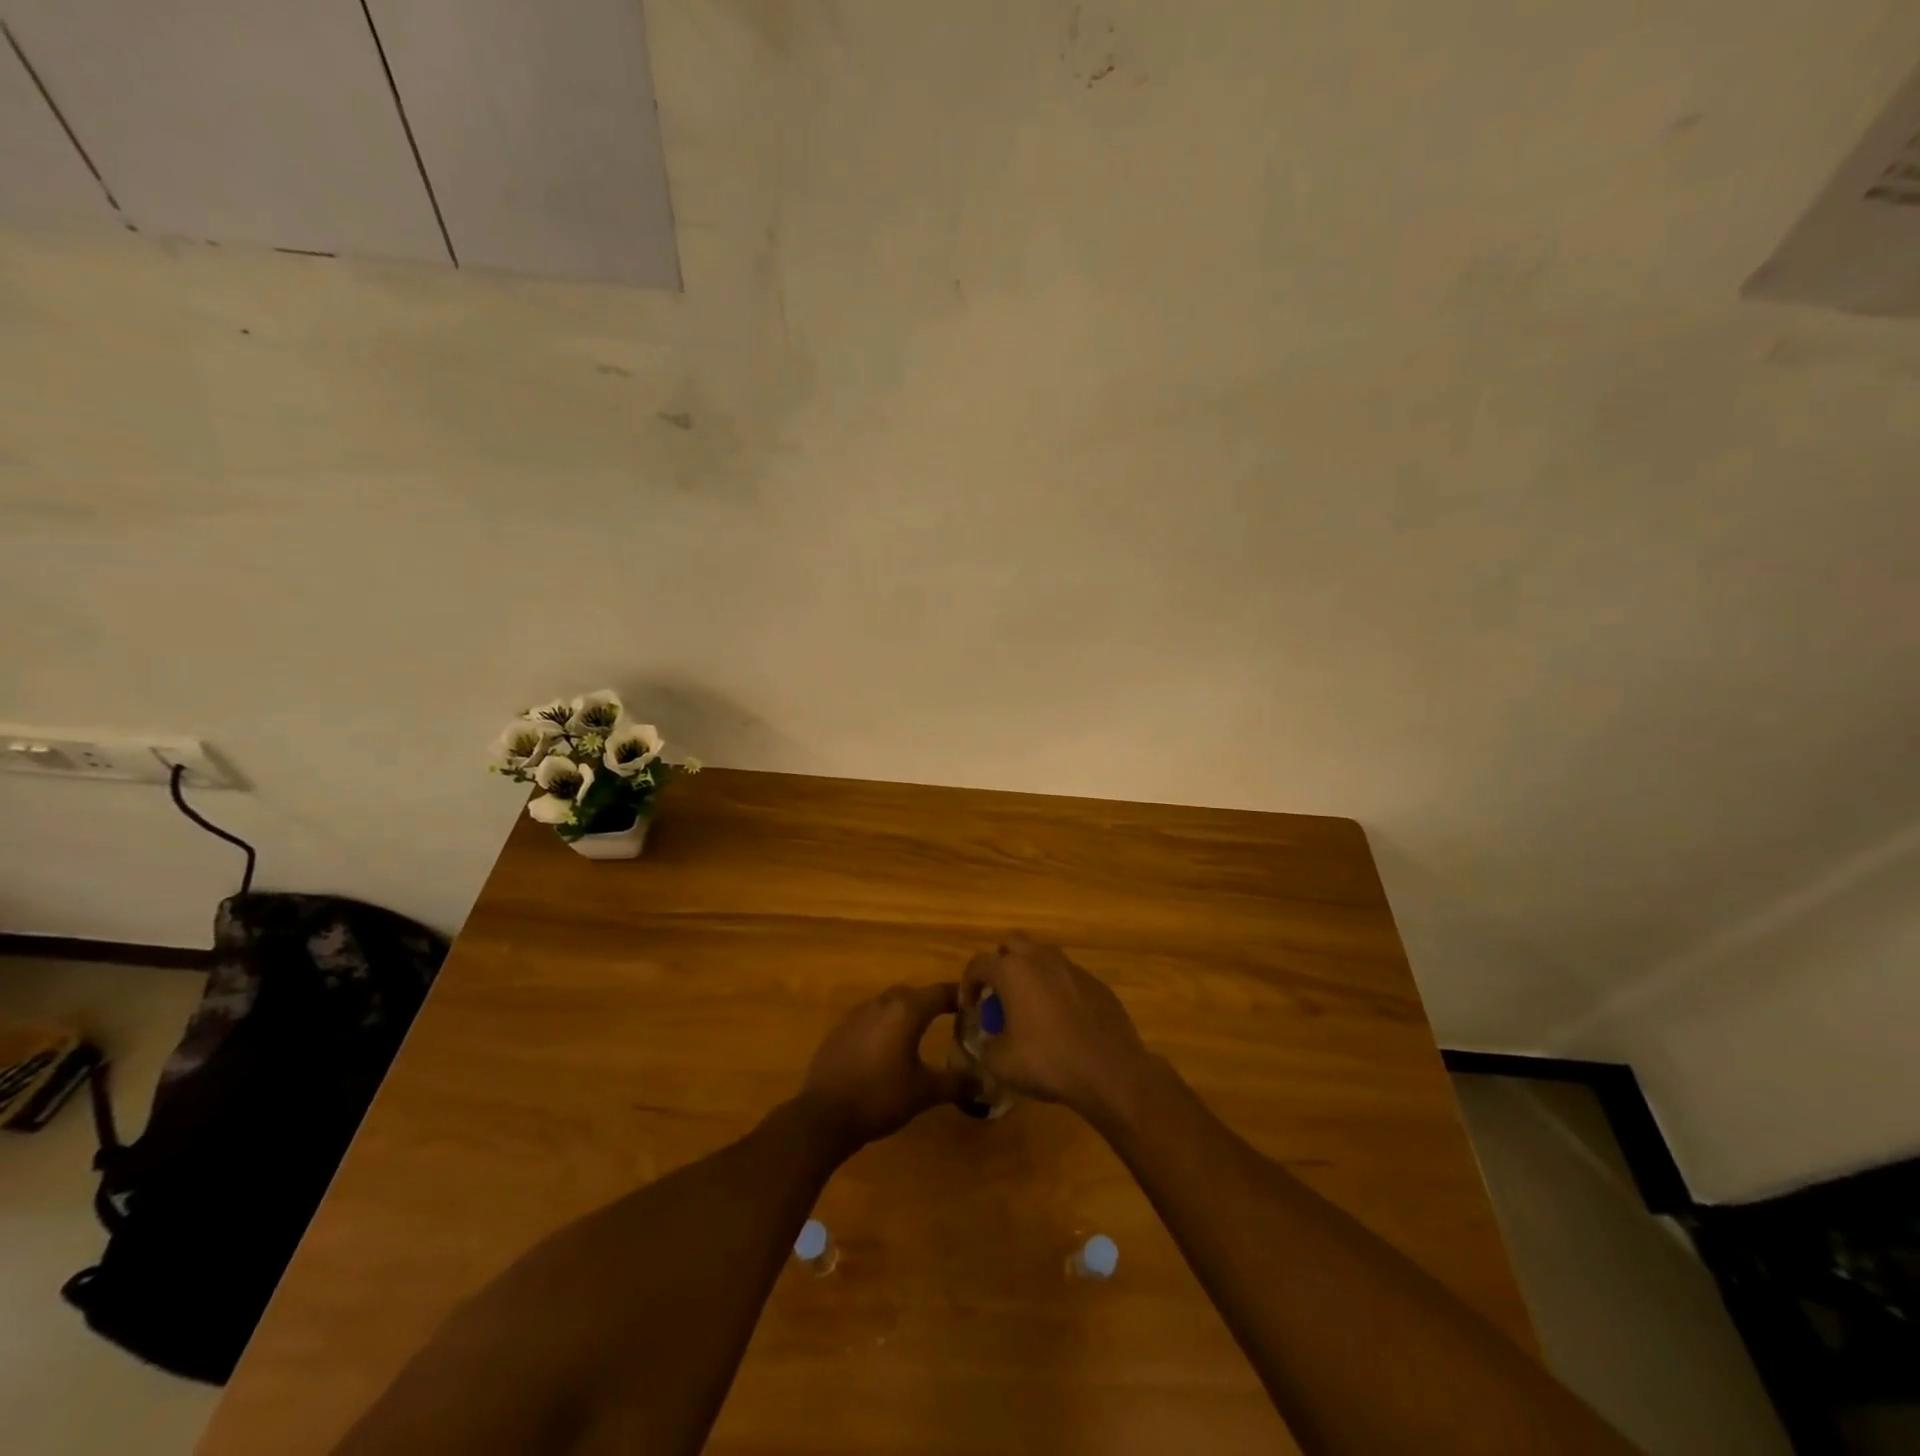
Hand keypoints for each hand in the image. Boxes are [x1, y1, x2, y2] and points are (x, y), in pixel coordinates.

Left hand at [799, 983, 962, 1151]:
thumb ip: (956, 1083)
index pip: (941, 992)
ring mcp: (857, 1015)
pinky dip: (883, 1028)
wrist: (824, 1115)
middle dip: (932, 1003)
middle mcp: (882, 1003)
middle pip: (913, 995)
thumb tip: (984, 1083)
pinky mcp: (840, 1031)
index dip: (961, 996)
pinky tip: (885, 1052)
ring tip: (917, 1036)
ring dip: (905, 1015)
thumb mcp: (924, 1092)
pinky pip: (870, 1020)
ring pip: (889, 1005)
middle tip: (949, 1019)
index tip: (977, 1003)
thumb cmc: (881, 1097)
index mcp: (906, 1010)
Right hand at [961, 934, 1151, 1118]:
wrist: (1110, 1070)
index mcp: (1013, 971)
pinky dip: (1057, 989)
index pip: (978, 964)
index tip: (970, 1007)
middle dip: (1000, 963)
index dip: (968, 984)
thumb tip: (987, 1042)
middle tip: (999, 994)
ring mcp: (1072, 968)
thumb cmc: (1048, 1061)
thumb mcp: (1001, 1063)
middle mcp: (1041, 959)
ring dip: (1030, 973)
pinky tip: (1061, 1019)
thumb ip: (985, 1047)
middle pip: (1012, 944)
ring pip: (1042, 957)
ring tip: (1029, 1005)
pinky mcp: (1096, 982)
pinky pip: (1067, 976)